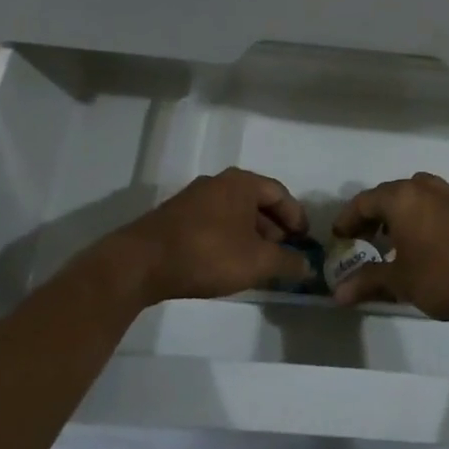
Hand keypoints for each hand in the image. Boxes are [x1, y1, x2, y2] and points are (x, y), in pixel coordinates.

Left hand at [111, 168, 311, 304]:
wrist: (141, 263)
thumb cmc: (208, 254)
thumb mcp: (256, 262)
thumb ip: (287, 261)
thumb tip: (307, 265)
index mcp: (241, 183)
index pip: (280, 194)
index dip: (297, 217)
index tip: (305, 241)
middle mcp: (218, 182)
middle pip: (257, 202)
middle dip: (274, 228)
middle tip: (284, 253)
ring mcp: (194, 198)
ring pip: (235, 213)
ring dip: (252, 235)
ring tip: (259, 262)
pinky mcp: (177, 217)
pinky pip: (215, 222)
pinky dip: (230, 238)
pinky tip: (230, 262)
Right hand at [331, 172, 448, 320]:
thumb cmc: (442, 275)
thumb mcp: (400, 281)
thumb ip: (368, 281)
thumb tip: (337, 294)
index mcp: (401, 198)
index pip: (364, 201)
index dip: (347, 219)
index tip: (339, 238)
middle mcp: (424, 188)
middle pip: (389, 194)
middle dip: (372, 216)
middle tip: (362, 239)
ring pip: (415, 195)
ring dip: (399, 213)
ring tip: (393, 240)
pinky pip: (435, 205)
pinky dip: (422, 217)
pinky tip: (425, 243)